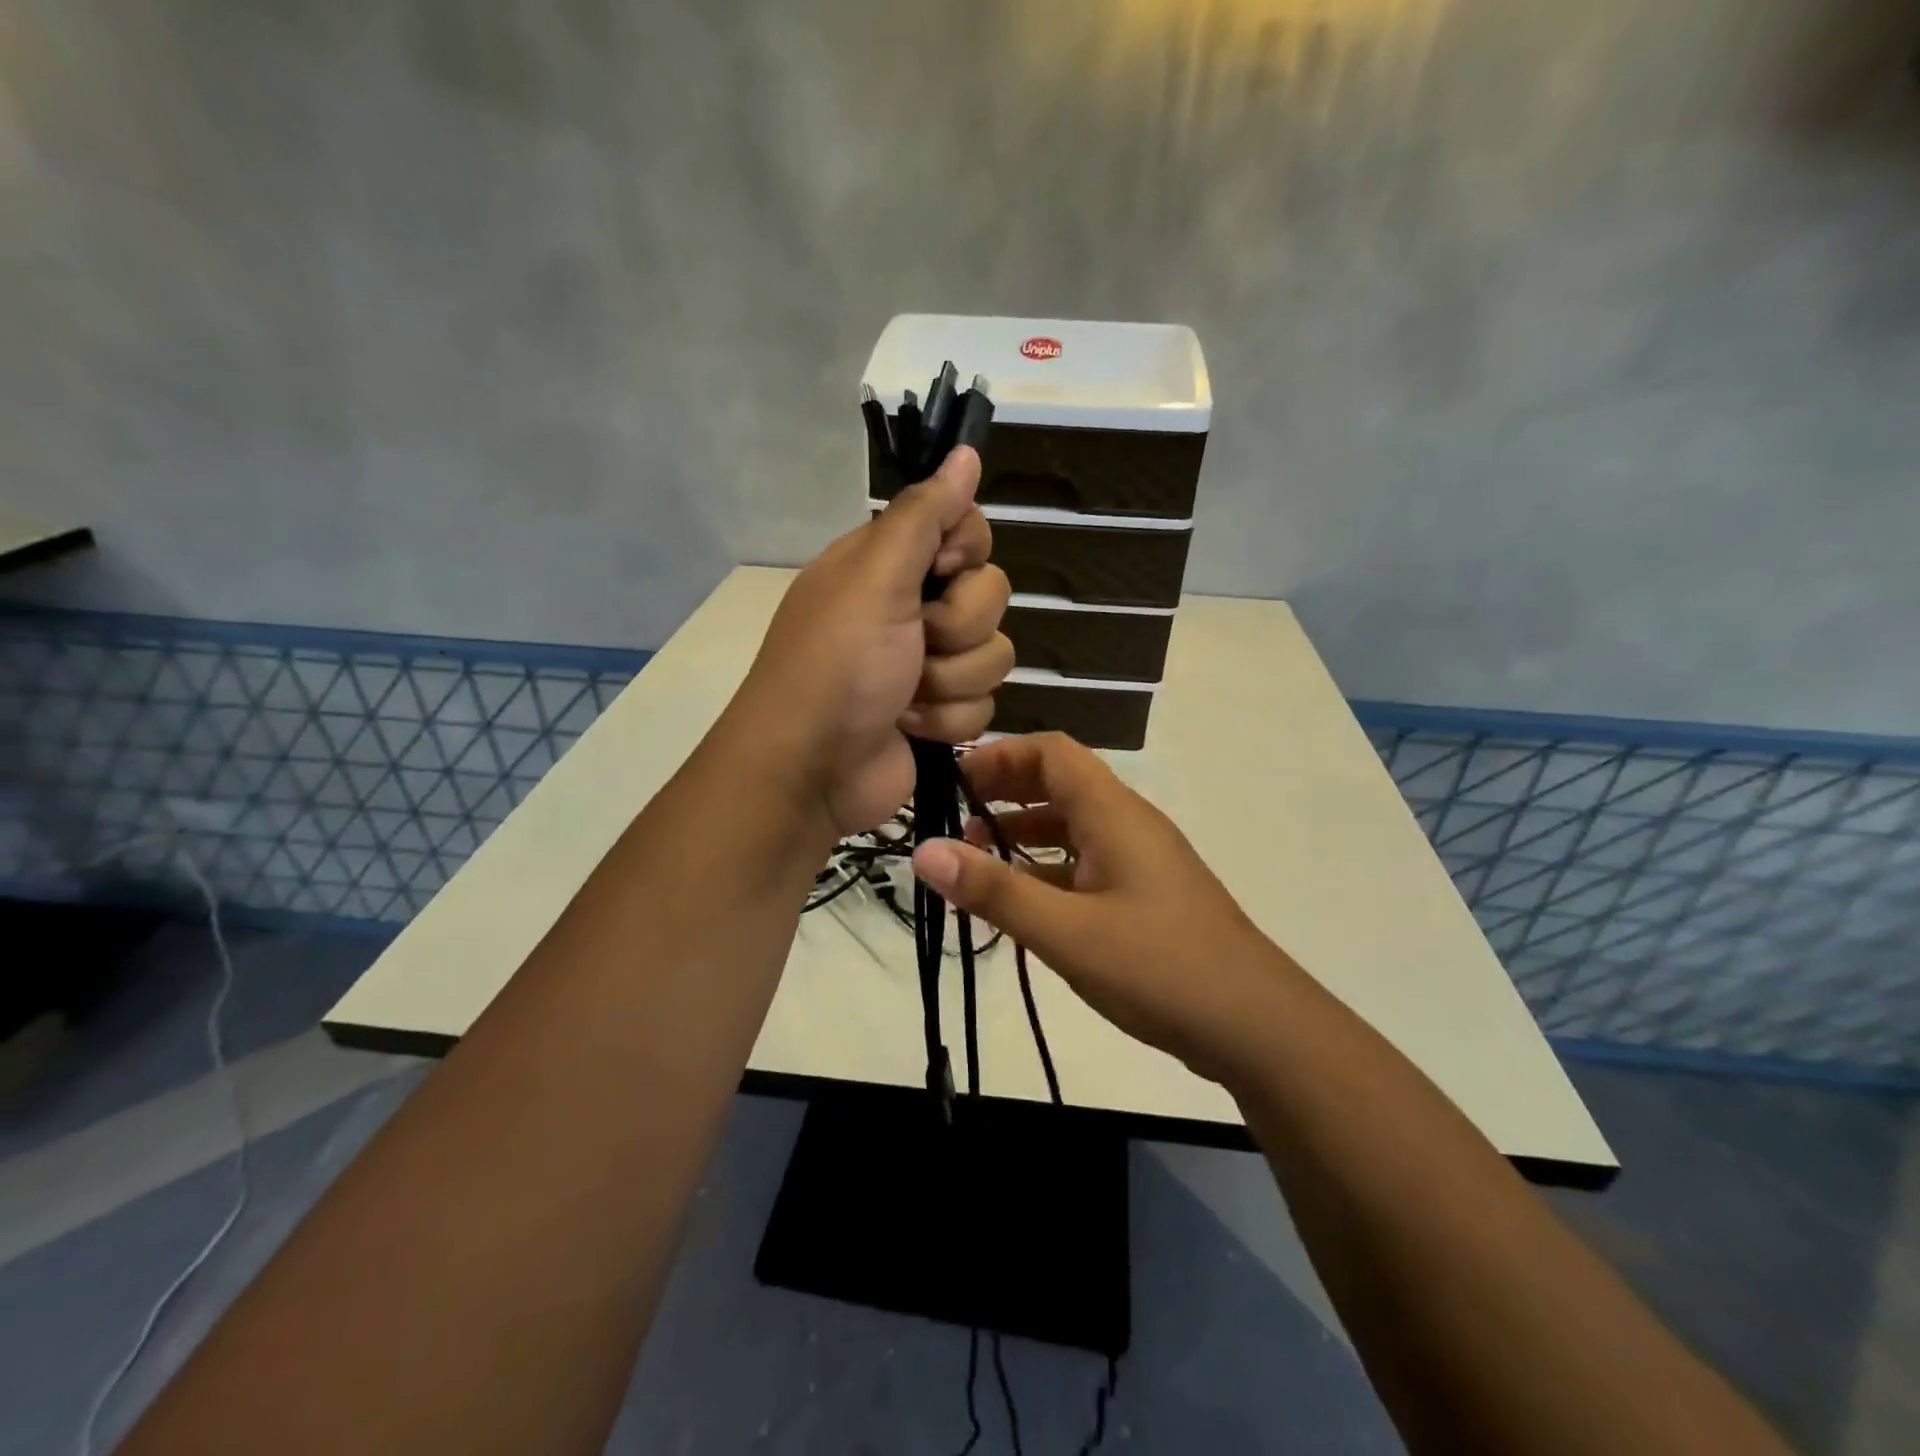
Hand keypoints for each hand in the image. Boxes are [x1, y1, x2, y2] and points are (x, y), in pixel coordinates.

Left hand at [736, 446, 1012, 835]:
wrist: (811, 771)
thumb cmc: (836, 666)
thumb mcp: (874, 579)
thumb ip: (924, 515)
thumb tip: (966, 452)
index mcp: (888, 564)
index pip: (966, 530)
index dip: (966, 551)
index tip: (943, 570)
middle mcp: (911, 607)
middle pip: (989, 594)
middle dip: (957, 628)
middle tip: (914, 642)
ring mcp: (927, 664)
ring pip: (993, 654)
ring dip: (950, 681)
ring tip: (904, 696)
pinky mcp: (940, 713)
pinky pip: (983, 703)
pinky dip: (946, 720)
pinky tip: (908, 727)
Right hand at [911, 732, 1294, 1083]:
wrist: (1259, 1027)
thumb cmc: (1161, 967)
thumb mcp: (1067, 932)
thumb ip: (995, 891)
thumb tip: (924, 850)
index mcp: (1113, 813)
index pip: (1052, 752)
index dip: (1000, 756)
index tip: (953, 782)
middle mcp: (1129, 824)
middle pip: (1061, 784)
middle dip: (1006, 793)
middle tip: (956, 821)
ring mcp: (1142, 862)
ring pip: (1074, 828)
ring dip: (1025, 835)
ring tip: (978, 864)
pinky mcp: (1147, 897)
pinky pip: (1088, 865)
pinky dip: (1050, 871)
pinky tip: (1025, 905)